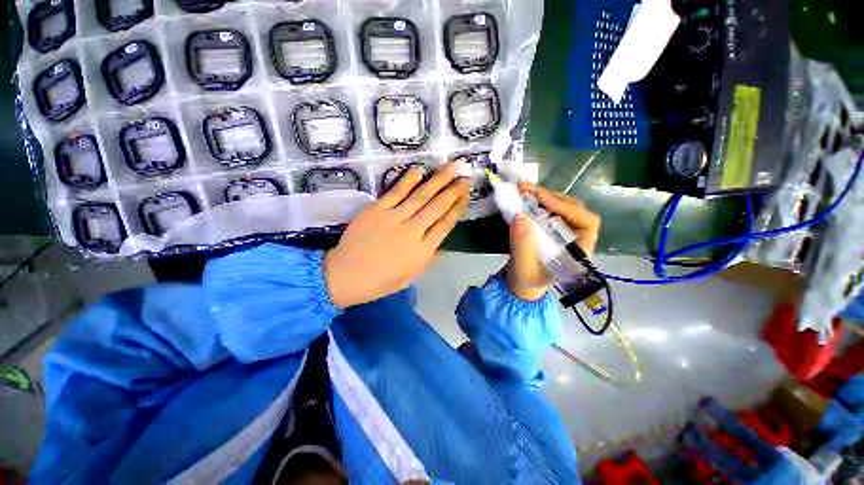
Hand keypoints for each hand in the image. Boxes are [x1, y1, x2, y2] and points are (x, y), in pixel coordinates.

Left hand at [324, 162, 469, 308]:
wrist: (347, 275)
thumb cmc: (380, 281)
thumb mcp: (410, 277)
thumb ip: (428, 259)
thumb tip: (442, 245)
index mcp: (422, 250)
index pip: (445, 225)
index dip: (457, 208)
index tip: (465, 195)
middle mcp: (413, 231)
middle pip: (437, 207)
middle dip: (453, 191)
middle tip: (465, 177)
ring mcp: (394, 218)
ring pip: (421, 196)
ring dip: (438, 180)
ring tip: (451, 167)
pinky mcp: (377, 210)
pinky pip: (396, 192)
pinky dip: (408, 180)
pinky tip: (419, 170)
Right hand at [507, 182, 600, 300]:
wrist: (520, 284)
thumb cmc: (526, 281)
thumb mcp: (523, 268)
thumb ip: (522, 245)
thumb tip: (520, 216)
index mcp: (579, 251)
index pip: (587, 222)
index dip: (568, 208)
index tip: (542, 200)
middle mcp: (576, 238)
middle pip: (573, 209)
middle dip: (550, 197)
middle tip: (526, 189)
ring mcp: (563, 231)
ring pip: (560, 207)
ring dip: (542, 196)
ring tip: (523, 189)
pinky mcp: (551, 228)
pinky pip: (548, 210)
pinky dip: (536, 202)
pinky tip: (524, 197)